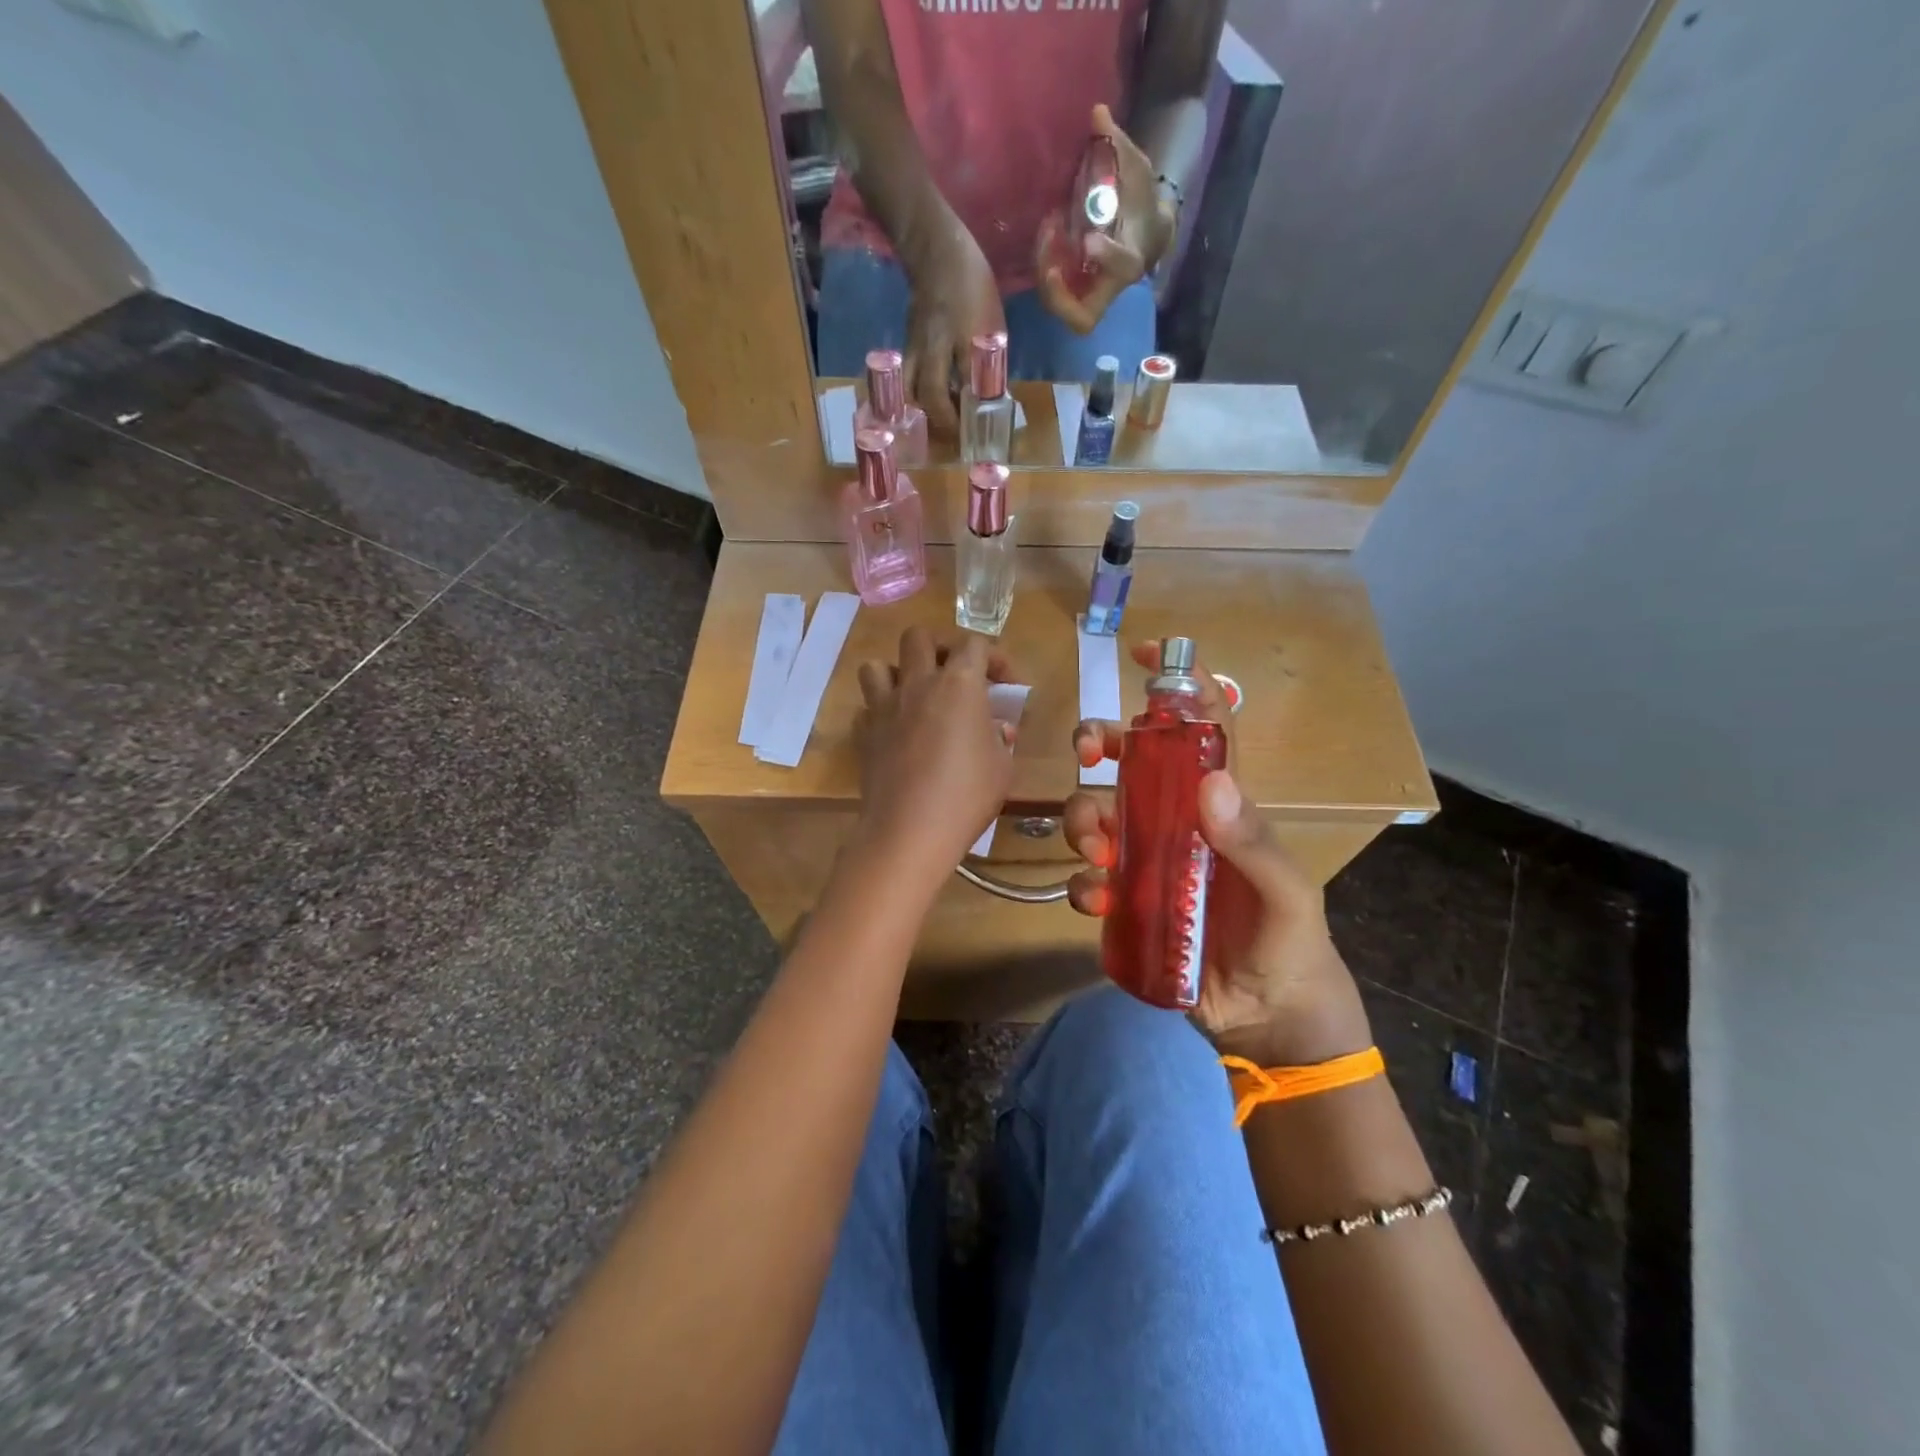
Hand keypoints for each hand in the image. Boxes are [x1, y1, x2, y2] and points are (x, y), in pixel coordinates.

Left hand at [855, 627, 1018, 886]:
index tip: (1007, 686)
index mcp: (958, 684)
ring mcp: (884, 707)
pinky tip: (894, 732)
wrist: (910, 831)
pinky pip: (866, 708)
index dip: (995, 657)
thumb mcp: (1002, 767)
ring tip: (914, 696)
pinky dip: (879, 713)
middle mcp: (917, 683)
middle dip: (939, 647)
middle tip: (954, 674)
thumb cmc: (967, 795)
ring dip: (897, 673)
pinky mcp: (863, 733)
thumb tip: (996, 728)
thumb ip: (1000, 739)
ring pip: (877, 665)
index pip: (975, 644)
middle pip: (918, 637)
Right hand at [901, 218, 1005, 436]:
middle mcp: (931, 345)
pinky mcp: (906, 345)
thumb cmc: (973, 285)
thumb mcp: (993, 323)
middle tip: (957, 433)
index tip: (976, 430)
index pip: (962, 382)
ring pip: (911, 389)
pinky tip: (931, 404)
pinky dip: (917, 397)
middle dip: (942, 419)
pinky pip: (908, 379)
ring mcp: (914, 346)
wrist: (937, 251)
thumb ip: (991, 360)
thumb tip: (994, 398)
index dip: (965, 411)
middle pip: (927, 393)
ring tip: (941, 421)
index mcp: (959, 335)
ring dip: (924, 411)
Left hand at [1036, 104, 1178, 335]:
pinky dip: (1043, 270)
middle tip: (1048, 258)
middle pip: (1082, 316)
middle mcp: (1108, 286)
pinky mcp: (1074, 291)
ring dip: (1045, 278)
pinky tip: (1044, 236)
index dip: (1107, 257)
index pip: (1123, 268)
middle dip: (1059, 294)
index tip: (1089, 238)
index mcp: (1132, 259)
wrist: (1145, 229)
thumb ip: (1117, 145)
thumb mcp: (1136, 170)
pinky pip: (1053, 294)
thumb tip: (1096, 112)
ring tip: (1045, 233)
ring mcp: (1089, 293)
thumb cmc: (1141, 201)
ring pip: (1062, 309)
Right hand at [1062, 643, 1370, 1067]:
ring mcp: (1147, 861)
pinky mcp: (1126, 903)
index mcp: (1220, 805)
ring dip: (1084, 819)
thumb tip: (1210, 781)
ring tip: (1097, 849)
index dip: (1177, 689)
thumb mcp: (1285, 894)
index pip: (1199, 732)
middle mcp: (1177, 822)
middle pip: (1129, 764)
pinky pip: (1089, 879)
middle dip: (1100, 744)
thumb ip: (1253, 843)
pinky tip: (1096, 900)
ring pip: (1098, 815)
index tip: (1146, 656)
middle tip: (1087, 751)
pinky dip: (1083, 884)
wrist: (1268, 1019)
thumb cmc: (1289, 944)